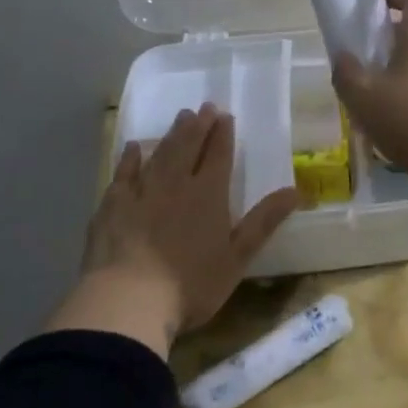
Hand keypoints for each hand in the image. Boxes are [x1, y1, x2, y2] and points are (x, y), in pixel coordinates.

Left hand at [48, 105, 298, 355]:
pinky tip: (133, 148)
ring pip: (159, 154)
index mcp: (208, 195)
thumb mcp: (237, 258)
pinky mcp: (112, 205)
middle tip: (204, 107)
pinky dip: (130, 158)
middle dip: (199, 126)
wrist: (128, 300)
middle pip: (188, 147)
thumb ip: (264, 222)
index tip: (225, 116)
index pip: (218, 156)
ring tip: (180, 118)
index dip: (223, 134)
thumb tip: (296, 191)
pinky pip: (123, 173)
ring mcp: (141, 192)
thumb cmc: (190, 285)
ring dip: (172, 134)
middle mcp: (176, 184)